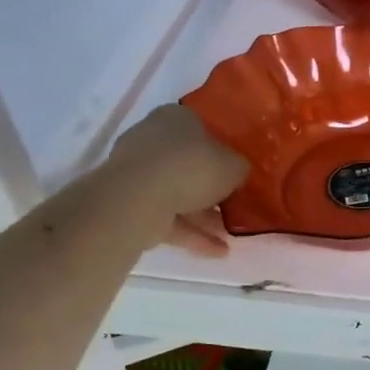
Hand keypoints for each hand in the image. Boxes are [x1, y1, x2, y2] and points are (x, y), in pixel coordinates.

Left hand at [105, 104, 248, 253]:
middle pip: (189, 163)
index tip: (238, 167)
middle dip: (212, 186)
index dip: (223, 148)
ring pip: (178, 193)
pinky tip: (218, 251)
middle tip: (236, 203)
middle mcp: (152, 139)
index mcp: (176, 118)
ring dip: (204, 215)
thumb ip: (240, 167)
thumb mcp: (234, 165)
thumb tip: (239, 172)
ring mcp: (137, 173)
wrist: (137, 199)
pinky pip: (167, 217)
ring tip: (231, 234)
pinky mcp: (129, 204)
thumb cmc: (191, 167)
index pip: (202, 128)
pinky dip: (191, 233)